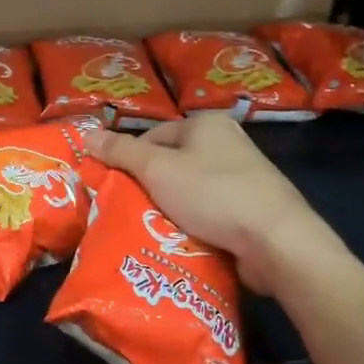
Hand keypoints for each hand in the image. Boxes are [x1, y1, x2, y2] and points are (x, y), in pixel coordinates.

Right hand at [85, 115, 337, 294]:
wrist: (276, 239)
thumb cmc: (212, 194)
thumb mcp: (157, 169)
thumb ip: (120, 152)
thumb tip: (87, 134)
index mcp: (206, 123)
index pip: (152, 137)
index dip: (131, 162)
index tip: (118, 190)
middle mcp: (227, 141)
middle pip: (172, 164)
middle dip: (151, 189)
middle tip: (132, 213)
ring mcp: (245, 175)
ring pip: (191, 190)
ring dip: (173, 209)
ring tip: (155, 232)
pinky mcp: (254, 206)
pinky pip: (212, 210)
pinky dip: (197, 223)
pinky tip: (186, 241)